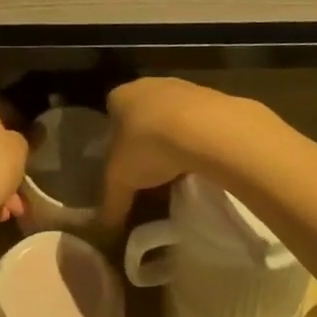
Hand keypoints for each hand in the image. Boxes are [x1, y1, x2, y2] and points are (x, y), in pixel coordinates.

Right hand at [101, 77, 240, 226]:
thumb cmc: (149, 145)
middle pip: (143, 116)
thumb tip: (104, 232)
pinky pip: (199, 122)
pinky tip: (202, 162)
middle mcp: (148, 85)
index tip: (127, 169)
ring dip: (174, 140)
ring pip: (172, 118)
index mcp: (120, 96)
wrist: (205, 129)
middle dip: (147, 142)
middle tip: (152, 174)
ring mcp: (182, 87)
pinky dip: (198, 139)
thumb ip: (111, 202)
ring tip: (179, 173)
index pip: (112, 116)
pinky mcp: (212, 97)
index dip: (117, 143)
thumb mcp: (121, 179)